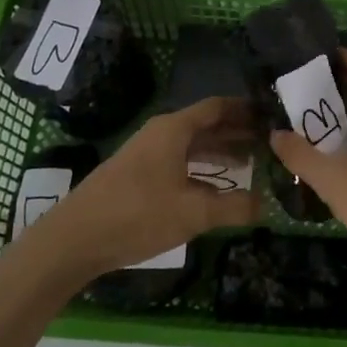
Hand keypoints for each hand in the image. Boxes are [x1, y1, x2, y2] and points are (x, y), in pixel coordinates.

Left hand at [40, 97, 258, 278]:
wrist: (74, 239)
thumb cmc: (138, 215)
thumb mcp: (193, 213)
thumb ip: (234, 207)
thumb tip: (267, 205)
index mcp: (174, 129)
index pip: (218, 107)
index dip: (246, 110)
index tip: (272, 115)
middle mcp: (161, 134)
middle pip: (206, 125)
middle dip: (237, 133)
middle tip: (270, 142)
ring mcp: (147, 154)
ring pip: (192, 146)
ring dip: (220, 153)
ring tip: (250, 164)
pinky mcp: (137, 175)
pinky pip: (179, 162)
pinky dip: (201, 169)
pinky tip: (215, 188)